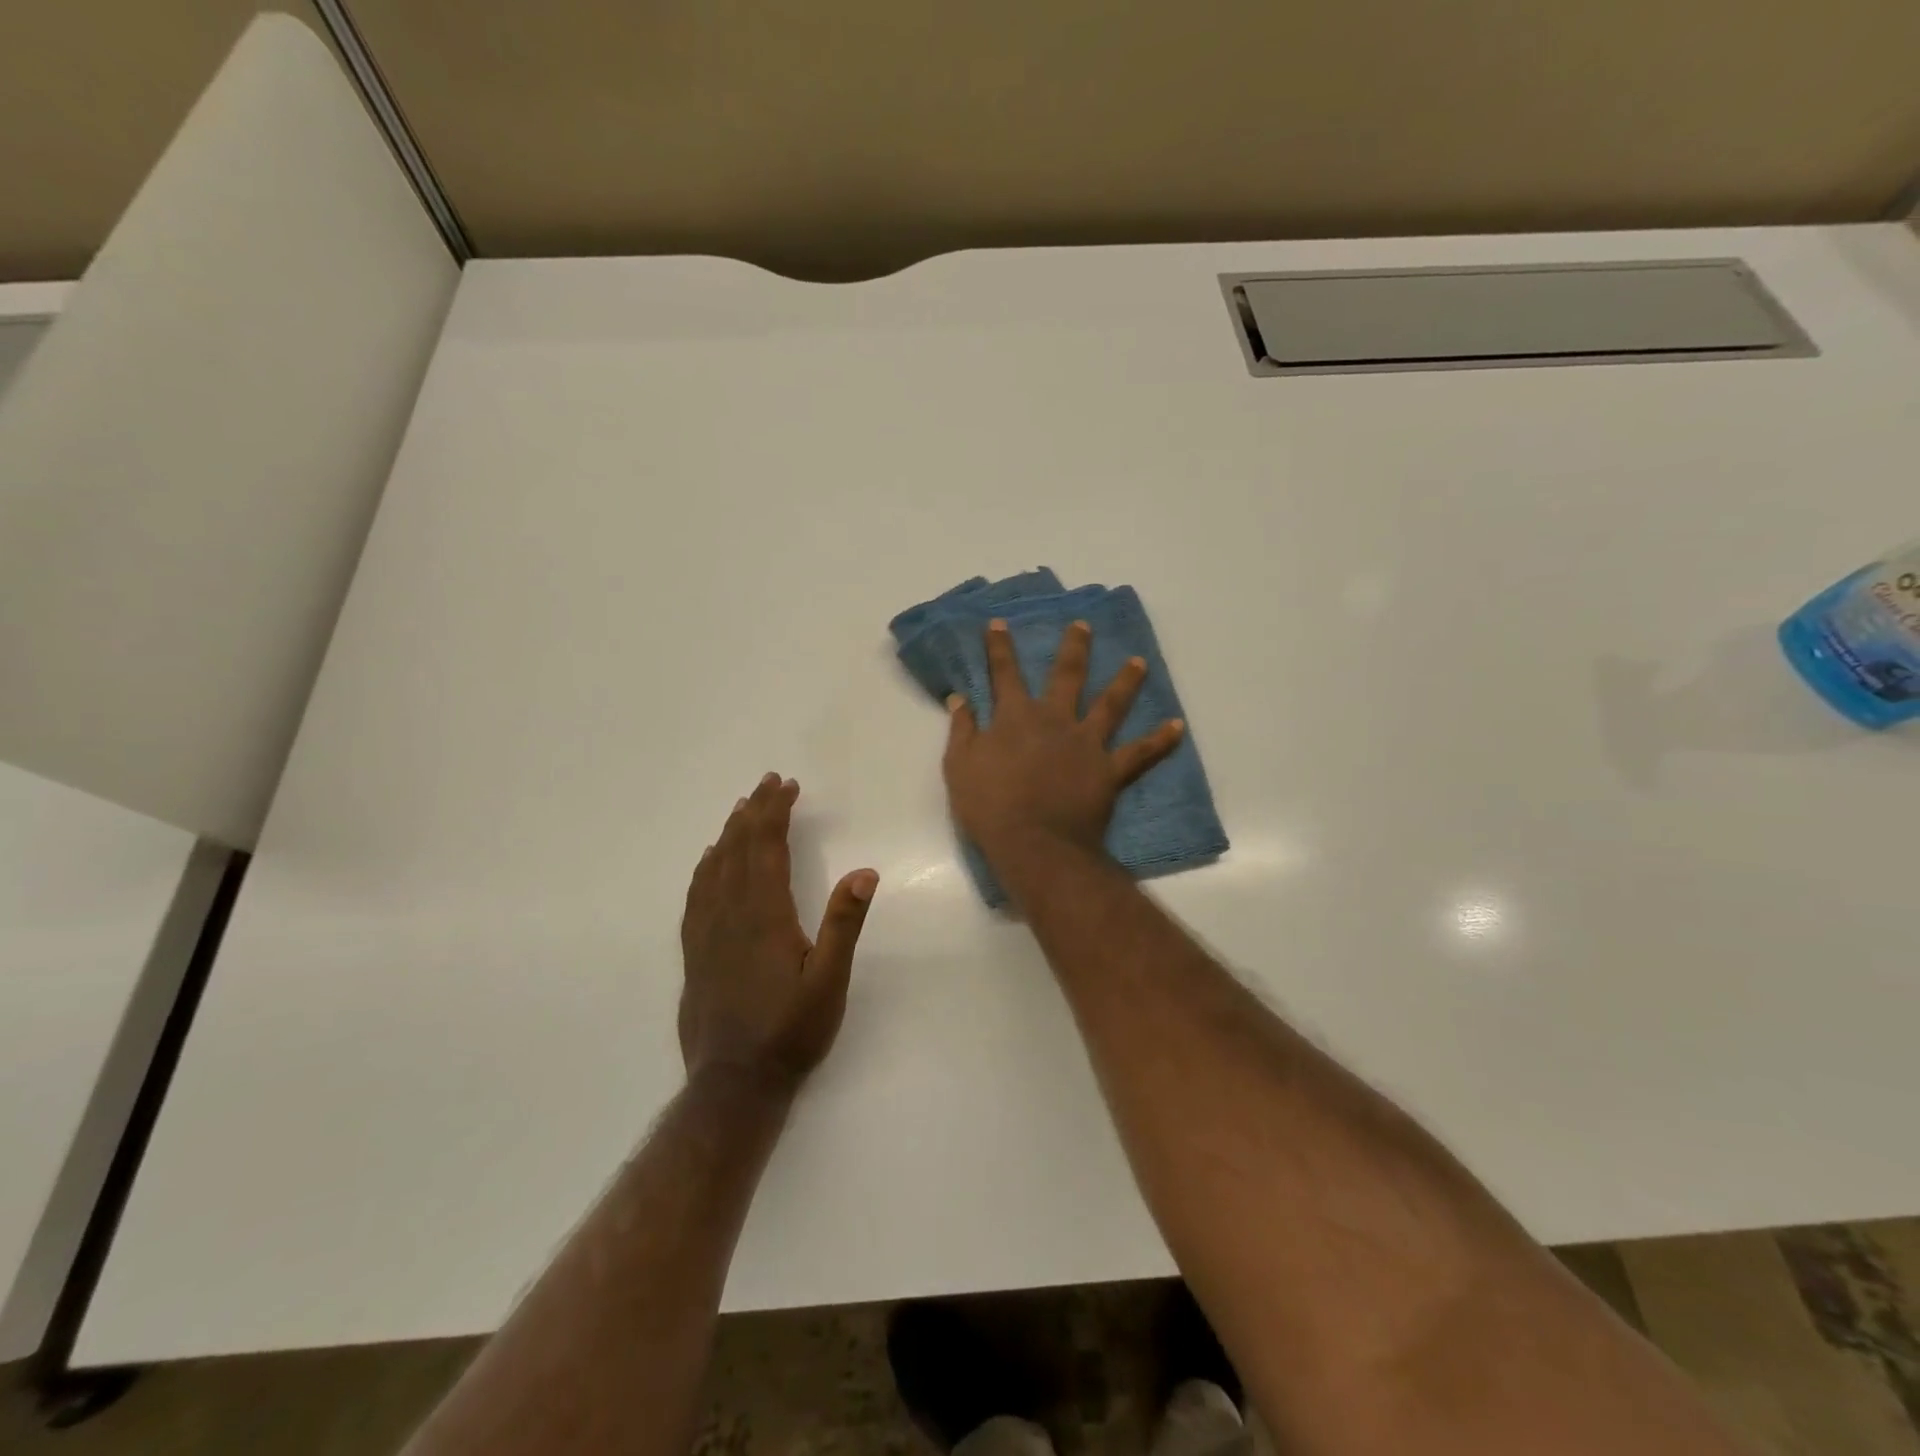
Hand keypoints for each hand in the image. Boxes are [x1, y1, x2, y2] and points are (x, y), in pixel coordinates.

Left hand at [679, 773, 878, 1095]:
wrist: (734, 1084)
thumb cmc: (790, 1031)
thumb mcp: (829, 981)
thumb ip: (844, 924)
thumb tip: (864, 873)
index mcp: (764, 914)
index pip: (766, 847)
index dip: (775, 811)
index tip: (787, 786)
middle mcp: (730, 914)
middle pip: (738, 848)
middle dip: (753, 811)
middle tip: (767, 783)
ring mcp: (707, 933)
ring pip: (714, 867)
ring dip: (729, 833)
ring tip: (741, 810)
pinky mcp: (695, 952)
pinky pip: (696, 894)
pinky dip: (705, 867)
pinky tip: (710, 861)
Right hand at [943, 618, 1184, 864]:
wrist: (1034, 843)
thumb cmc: (990, 806)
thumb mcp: (959, 766)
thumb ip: (962, 730)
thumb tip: (959, 698)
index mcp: (1016, 717)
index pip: (1005, 673)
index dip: (1000, 647)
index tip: (999, 623)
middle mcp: (1055, 720)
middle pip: (1067, 675)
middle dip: (1074, 647)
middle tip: (1084, 626)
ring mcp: (1087, 743)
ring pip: (1111, 704)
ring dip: (1126, 681)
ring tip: (1139, 662)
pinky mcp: (1110, 770)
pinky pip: (1140, 753)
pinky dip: (1160, 740)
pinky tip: (1178, 726)